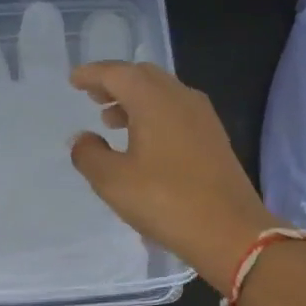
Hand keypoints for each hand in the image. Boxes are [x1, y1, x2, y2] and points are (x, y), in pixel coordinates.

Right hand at [67, 62, 278, 290]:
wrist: (231, 232)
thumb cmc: (166, 201)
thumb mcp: (113, 182)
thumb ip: (89, 154)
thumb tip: (82, 138)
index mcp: (154, 100)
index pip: (117, 73)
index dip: (93, 74)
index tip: (74, 80)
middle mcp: (180, 97)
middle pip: (142, 76)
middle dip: (115, 82)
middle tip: (92, 96)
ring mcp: (202, 116)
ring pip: (162, 92)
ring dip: (134, 99)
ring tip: (111, 120)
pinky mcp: (213, 136)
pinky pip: (176, 110)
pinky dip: (153, 113)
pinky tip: (144, 140)